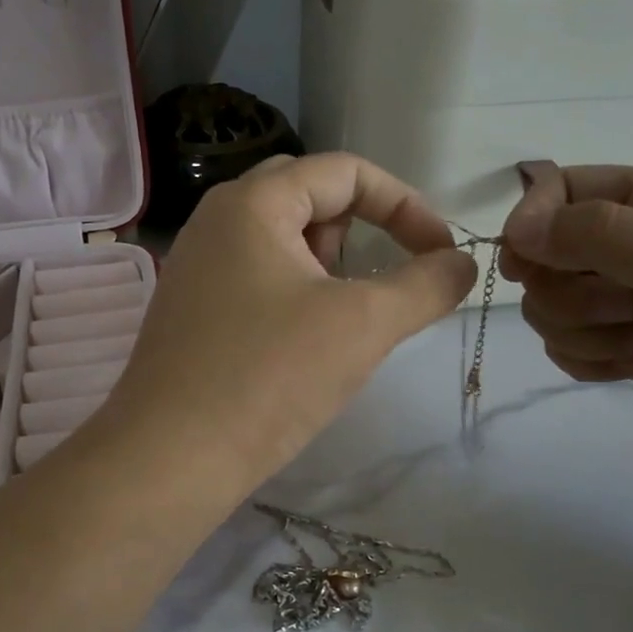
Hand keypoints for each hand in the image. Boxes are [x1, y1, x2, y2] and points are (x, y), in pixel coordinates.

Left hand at [104, 153, 476, 491]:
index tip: (441, 254)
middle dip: (362, 234)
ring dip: (330, 270)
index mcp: (252, 203)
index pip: (345, 172)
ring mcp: (198, 267)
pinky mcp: (193, 311)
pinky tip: (302, 347)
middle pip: (311, 199)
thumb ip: (425, 285)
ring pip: (284, 243)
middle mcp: (217, 221)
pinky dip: (297, 296)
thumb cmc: (269, 377)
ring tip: (340, 323)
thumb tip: (462, 263)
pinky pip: (259, 279)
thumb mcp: (363, 324)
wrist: (170, 460)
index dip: (405, 205)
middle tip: (375, 288)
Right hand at [502, 162, 632, 536]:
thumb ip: (600, 237)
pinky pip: (568, 348)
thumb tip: (514, 227)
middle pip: (546, 257)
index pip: (561, 191)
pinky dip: (592, 361)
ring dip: (586, 332)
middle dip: (570, 292)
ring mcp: (629, 302)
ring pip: (551, 308)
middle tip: (627, 308)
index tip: (526, 263)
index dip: (533, 222)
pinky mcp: (626, 349)